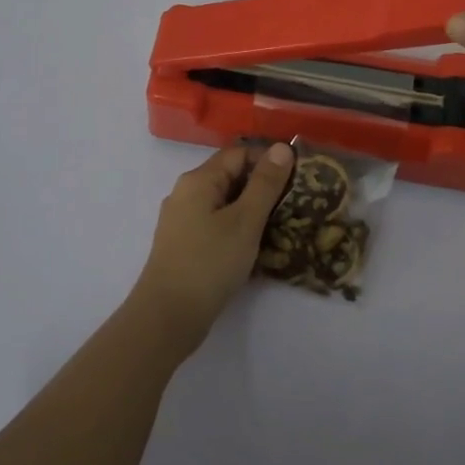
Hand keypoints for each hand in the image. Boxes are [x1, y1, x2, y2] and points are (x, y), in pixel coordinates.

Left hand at [130, 143, 296, 352]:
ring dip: (251, 209)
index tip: (297, 179)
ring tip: (280, 225)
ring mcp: (182, 220)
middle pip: (230, 176)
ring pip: (224, 202)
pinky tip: (254, 246)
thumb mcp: (245, 220)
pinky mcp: (183, 244)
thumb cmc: (209, 263)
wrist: (167, 317)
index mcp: (198, 180)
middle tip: (293, 203)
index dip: (269, 160)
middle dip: (262, 186)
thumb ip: (265, 183)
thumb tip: (282, 147)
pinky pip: (215, 224)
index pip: (239, 153)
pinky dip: (236, 228)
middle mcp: (185, 193)